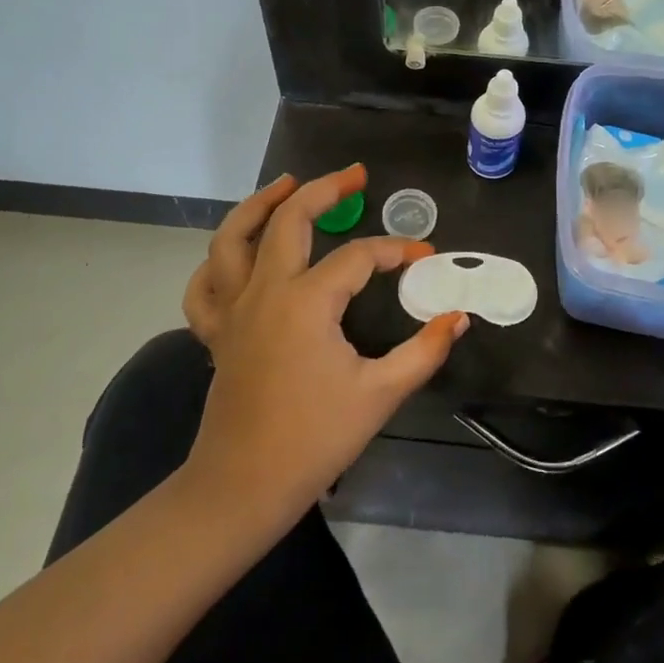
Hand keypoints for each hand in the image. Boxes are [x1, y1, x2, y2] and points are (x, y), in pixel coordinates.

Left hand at [182, 164, 468, 520]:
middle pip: (290, 220)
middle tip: (355, 175)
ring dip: (260, 205)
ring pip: (232, 239)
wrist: (243, 487)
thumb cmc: (314, 440)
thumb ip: (423, 352)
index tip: (425, 254)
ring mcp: (233, 310)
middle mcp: (265, 292)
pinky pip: (205, 285)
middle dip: (325, 190)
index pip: (358, 257)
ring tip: (287, 184)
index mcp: (306, 302)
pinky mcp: (216, 333)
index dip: (395, 250)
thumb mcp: (379, 394)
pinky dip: (218, 262)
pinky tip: (237, 253)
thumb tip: (457, 317)